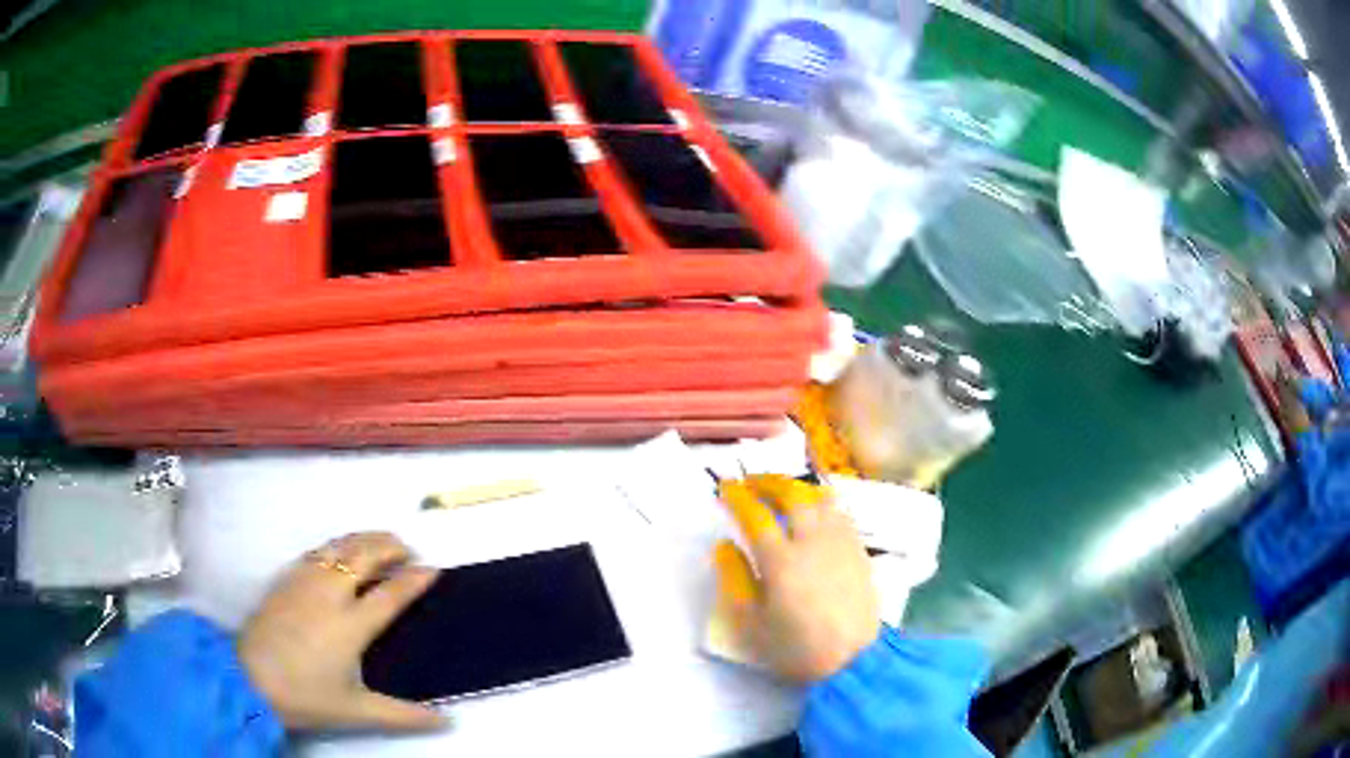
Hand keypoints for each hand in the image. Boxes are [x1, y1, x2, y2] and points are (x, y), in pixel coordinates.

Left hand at [238, 532, 446, 730]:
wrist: (248, 678)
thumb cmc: (306, 696)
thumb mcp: (358, 712)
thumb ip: (404, 715)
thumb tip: (447, 721)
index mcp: (351, 625)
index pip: (391, 594)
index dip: (415, 580)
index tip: (434, 569)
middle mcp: (330, 593)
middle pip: (364, 555)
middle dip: (390, 546)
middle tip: (408, 550)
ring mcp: (304, 581)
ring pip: (339, 545)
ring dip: (364, 539)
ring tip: (380, 543)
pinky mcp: (285, 578)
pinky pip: (317, 550)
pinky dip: (337, 545)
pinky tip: (339, 553)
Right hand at [713, 475, 880, 682]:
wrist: (853, 660)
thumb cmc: (796, 648)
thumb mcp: (751, 624)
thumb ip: (734, 580)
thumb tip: (723, 546)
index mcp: (781, 561)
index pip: (755, 515)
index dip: (738, 497)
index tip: (726, 488)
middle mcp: (812, 541)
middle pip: (792, 494)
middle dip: (768, 481)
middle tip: (752, 482)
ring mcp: (840, 542)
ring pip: (821, 497)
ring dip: (798, 487)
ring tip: (783, 491)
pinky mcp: (859, 549)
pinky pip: (840, 512)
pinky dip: (822, 502)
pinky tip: (816, 510)